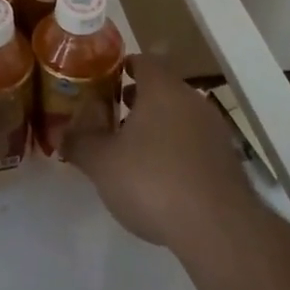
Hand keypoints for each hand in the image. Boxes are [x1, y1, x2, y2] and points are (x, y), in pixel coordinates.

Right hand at [66, 56, 257, 250]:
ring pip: (181, 115)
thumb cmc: (152, 181)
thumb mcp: (101, 163)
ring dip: (159, 124)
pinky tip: (162, 175)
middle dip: (139, 98)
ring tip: (134, 147)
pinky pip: (195, 142)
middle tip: (114, 112)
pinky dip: (177, 149)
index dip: (124, 66)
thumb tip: (61, 132)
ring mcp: (215, 130)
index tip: (107, 79)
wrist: (218, 228)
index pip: (144, 61)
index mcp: (162, 89)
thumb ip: (79, 143)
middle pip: (163, 88)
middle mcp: (192, 100)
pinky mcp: (228, 160)